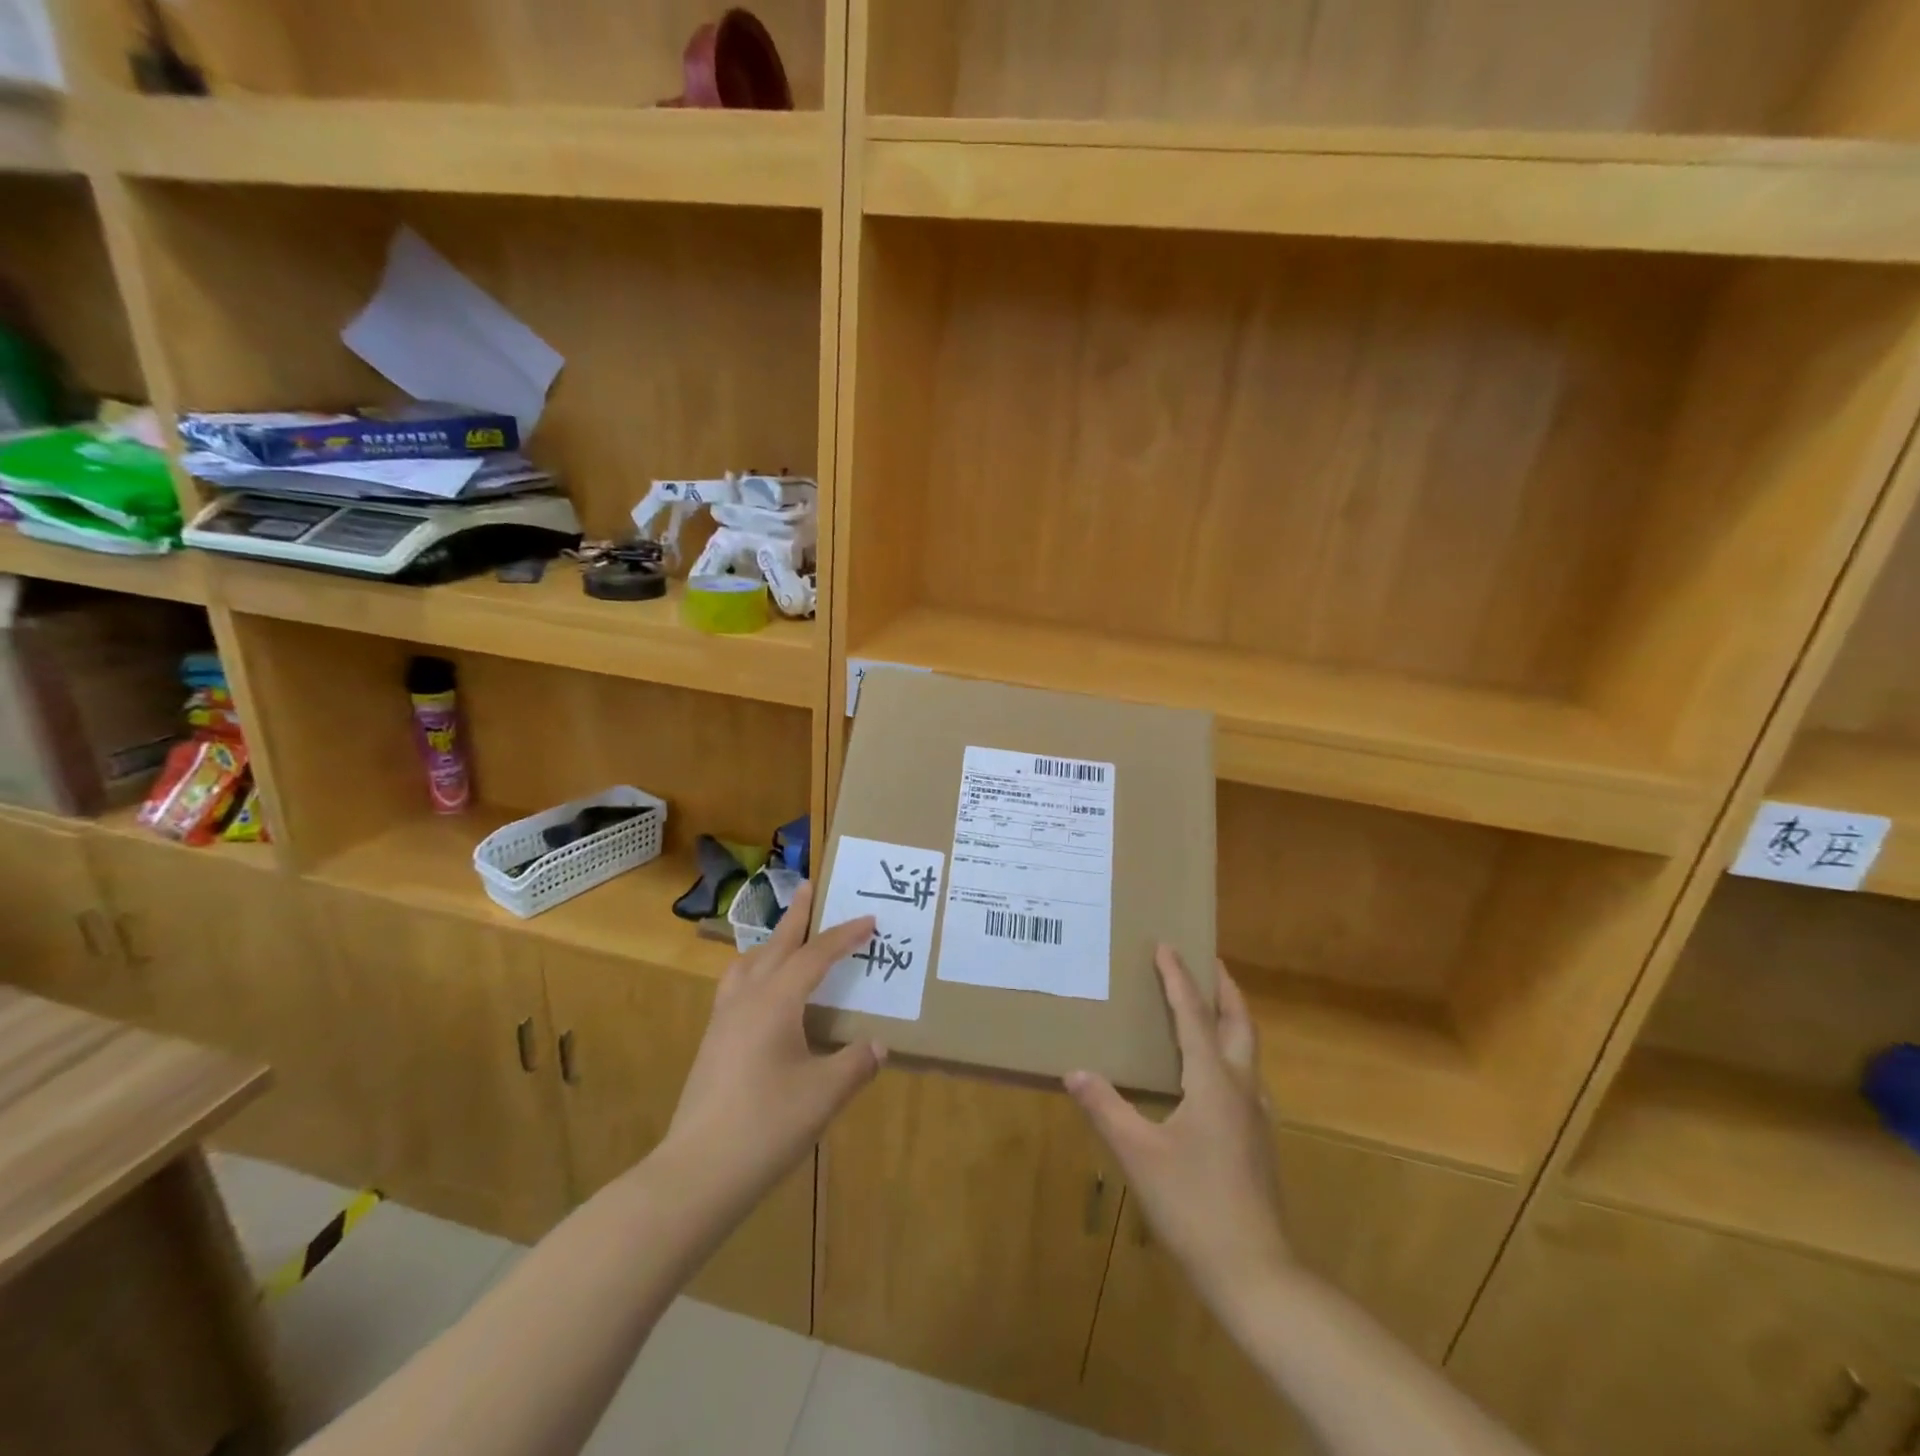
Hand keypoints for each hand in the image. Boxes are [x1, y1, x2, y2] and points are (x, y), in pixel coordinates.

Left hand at [666, 883, 885, 1206]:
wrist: (696, 1173)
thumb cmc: (766, 1126)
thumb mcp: (824, 1094)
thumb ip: (855, 1064)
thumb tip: (878, 1045)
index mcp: (775, 1002)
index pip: (815, 956)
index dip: (844, 936)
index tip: (869, 919)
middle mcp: (746, 1000)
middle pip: (775, 946)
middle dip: (797, 917)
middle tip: (809, 887)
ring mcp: (723, 1022)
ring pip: (747, 965)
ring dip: (770, 944)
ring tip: (786, 939)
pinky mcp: (712, 1045)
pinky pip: (736, 988)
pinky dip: (756, 973)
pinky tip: (764, 997)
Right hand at [1066, 948, 1289, 1304]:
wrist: (1255, 1273)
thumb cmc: (1193, 1205)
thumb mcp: (1138, 1154)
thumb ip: (1106, 1108)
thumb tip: (1074, 1071)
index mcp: (1212, 1081)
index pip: (1193, 1014)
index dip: (1178, 978)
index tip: (1166, 945)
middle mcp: (1241, 1087)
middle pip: (1238, 1021)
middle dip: (1223, 986)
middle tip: (1206, 959)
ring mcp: (1256, 1115)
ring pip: (1248, 1049)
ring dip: (1231, 1017)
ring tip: (1209, 1006)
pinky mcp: (1259, 1139)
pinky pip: (1246, 1076)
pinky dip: (1231, 1052)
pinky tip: (1214, 1074)